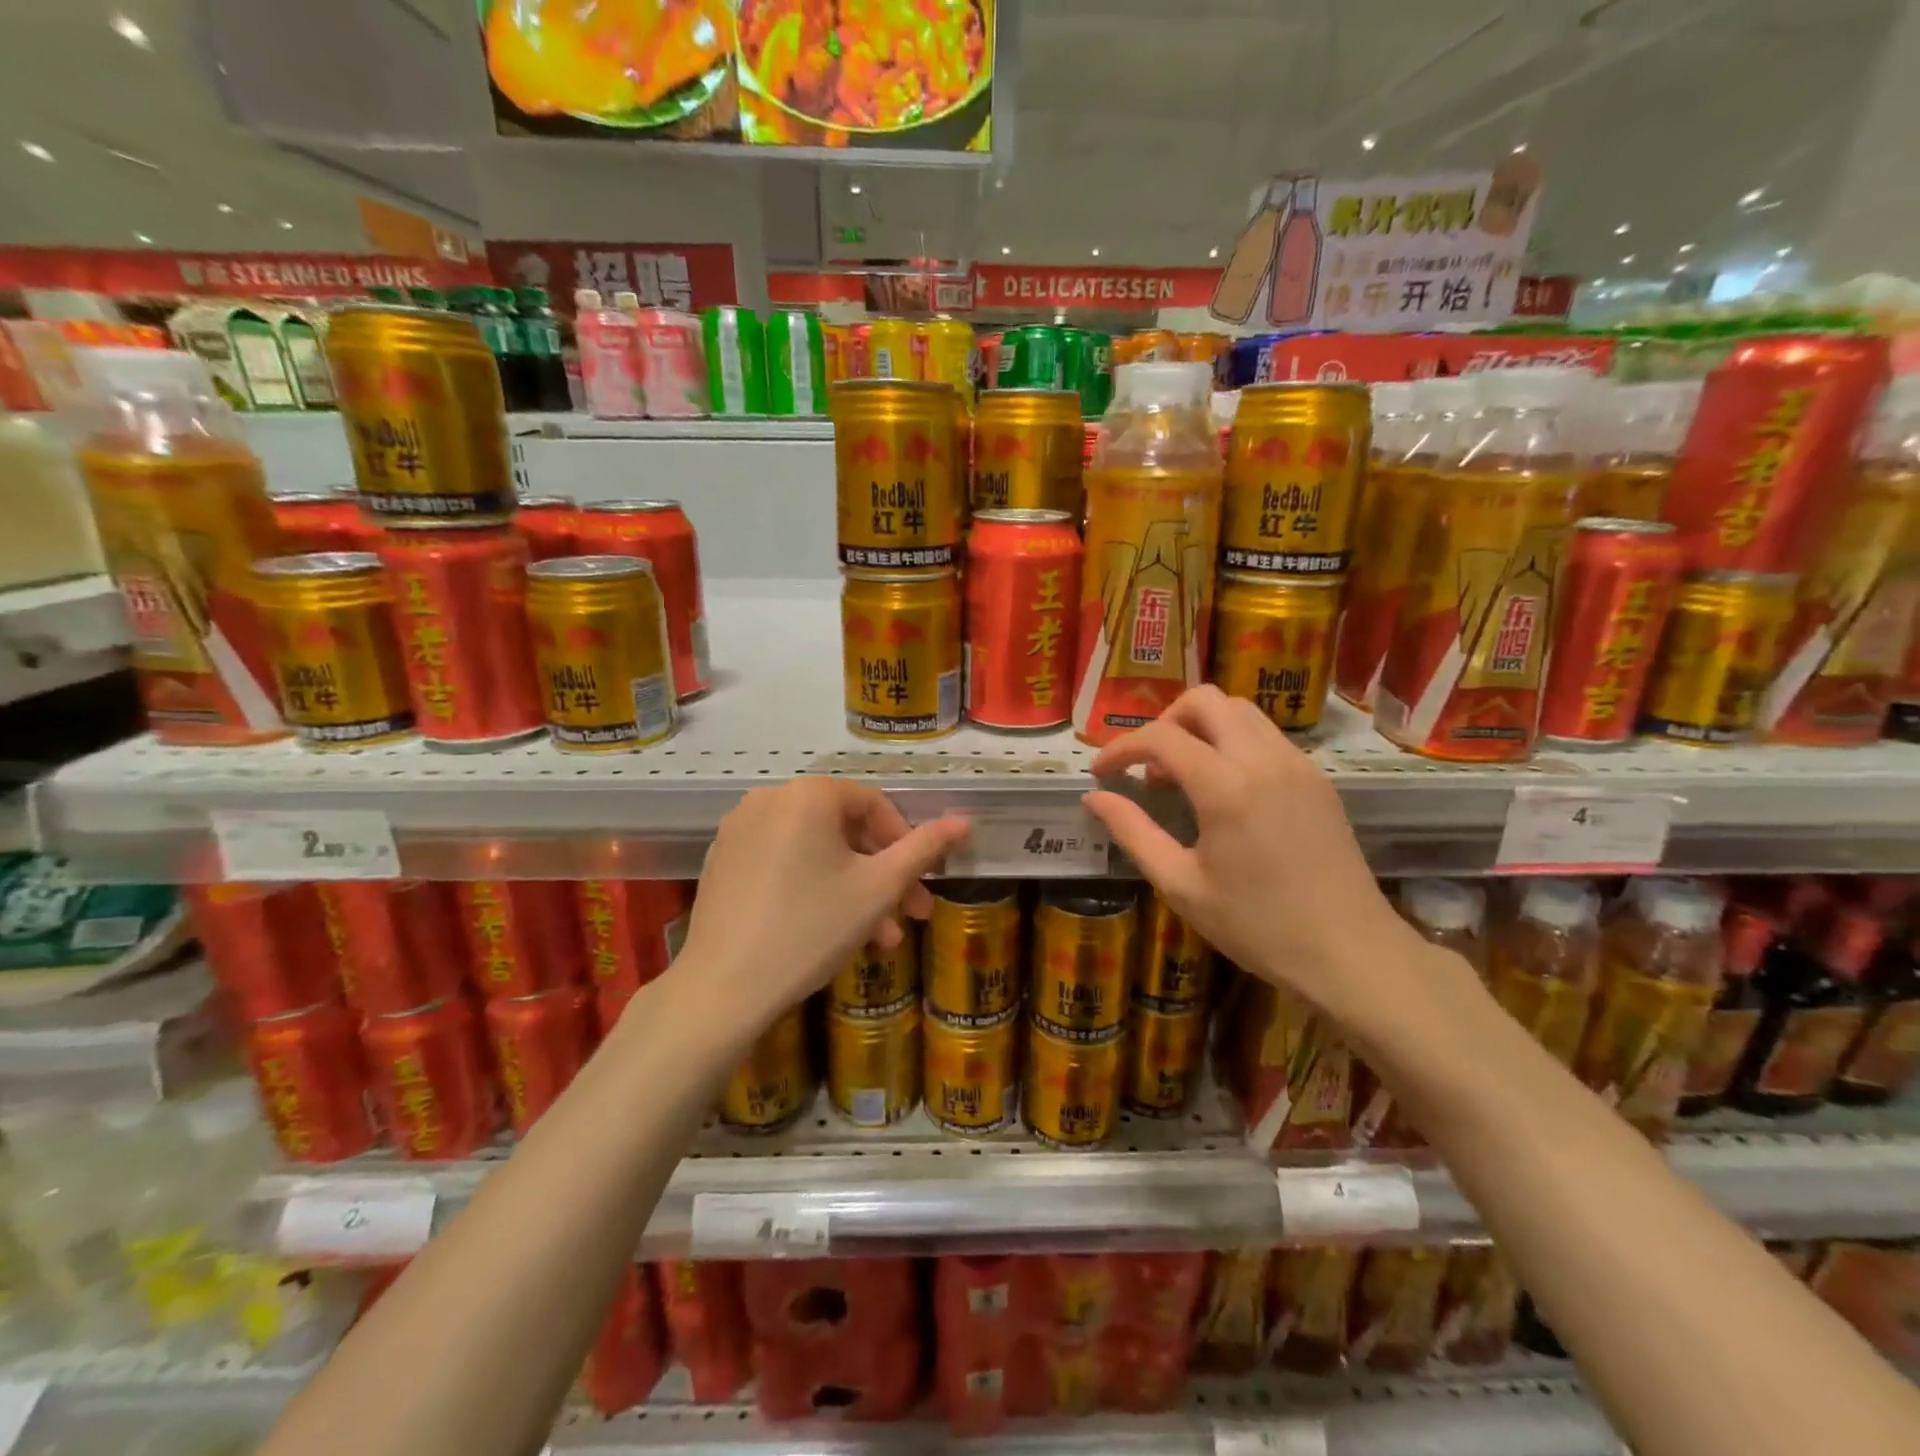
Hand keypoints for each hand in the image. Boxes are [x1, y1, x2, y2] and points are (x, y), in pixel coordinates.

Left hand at [676, 778, 969, 1033]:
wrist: (723, 988)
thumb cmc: (811, 929)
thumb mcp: (879, 889)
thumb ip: (924, 849)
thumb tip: (965, 821)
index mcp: (809, 795)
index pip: (875, 806)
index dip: (906, 844)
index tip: (922, 885)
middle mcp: (770, 798)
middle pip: (845, 830)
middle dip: (882, 875)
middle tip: (910, 916)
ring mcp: (740, 829)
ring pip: (816, 851)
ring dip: (853, 888)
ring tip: (878, 938)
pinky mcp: (723, 861)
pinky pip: (783, 862)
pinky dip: (813, 886)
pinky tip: (830, 929)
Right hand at [1083, 686, 1454, 1041]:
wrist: (1351, 953)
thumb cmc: (1257, 926)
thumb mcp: (1181, 885)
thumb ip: (1133, 832)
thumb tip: (1094, 798)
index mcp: (1225, 787)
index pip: (1161, 736)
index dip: (1121, 748)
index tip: (1101, 773)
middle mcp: (1263, 759)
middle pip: (1204, 700)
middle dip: (1164, 722)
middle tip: (1147, 766)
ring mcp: (1297, 763)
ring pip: (1239, 710)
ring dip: (1200, 727)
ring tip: (1182, 775)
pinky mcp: (1316, 777)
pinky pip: (1265, 734)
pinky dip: (1231, 741)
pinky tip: (1223, 788)